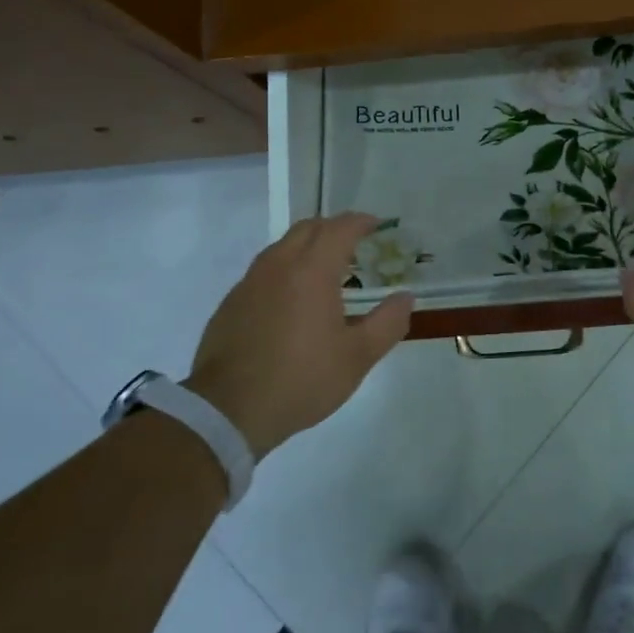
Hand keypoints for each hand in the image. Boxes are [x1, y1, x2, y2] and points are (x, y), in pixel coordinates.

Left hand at [185, 213, 412, 455]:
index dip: (361, 222)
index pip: (339, 228)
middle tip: (353, 244)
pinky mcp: (231, 303)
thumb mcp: (357, 357)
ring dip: (306, 247)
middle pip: (308, 228)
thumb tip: (405, 298)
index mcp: (312, 270)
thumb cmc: (301, 379)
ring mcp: (249, 282)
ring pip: (282, 247)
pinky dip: (284, 271)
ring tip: (324, 271)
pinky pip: (263, 271)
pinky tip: (291, 301)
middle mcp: (278, 265)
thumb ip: (387, 323)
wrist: (228, 410)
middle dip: (333, 228)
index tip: (376, 225)